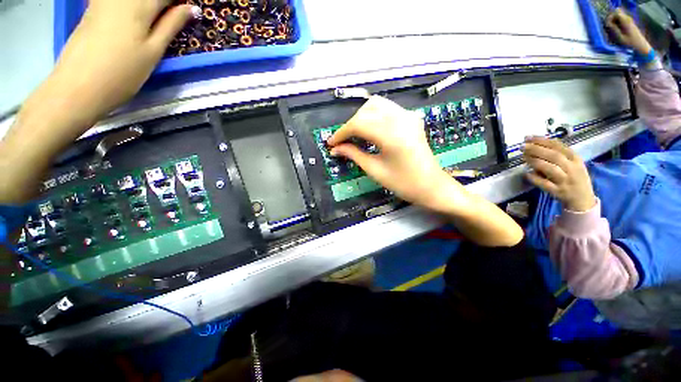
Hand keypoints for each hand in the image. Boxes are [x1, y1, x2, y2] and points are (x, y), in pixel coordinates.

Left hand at [0, 0, 197, 204]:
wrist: (77, 86)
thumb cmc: (122, 72)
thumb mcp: (153, 51)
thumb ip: (172, 25)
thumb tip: (192, 8)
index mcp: (139, 4)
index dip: (179, 1)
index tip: (188, 10)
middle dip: (164, 4)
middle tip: (172, 16)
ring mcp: (103, 0)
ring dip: (149, 6)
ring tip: (158, 18)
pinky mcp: (93, 8)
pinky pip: (118, 0)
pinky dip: (132, 6)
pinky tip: (138, 15)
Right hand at [328, 97, 522, 246]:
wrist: (431, 186)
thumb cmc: (403, 183)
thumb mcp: (375, 170)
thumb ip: (354, 155)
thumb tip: (335, 149)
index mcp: (392, 136)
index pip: (359, 124)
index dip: (341, 132)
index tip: (331, 143)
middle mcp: (401, 119)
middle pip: (366, 110)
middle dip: (351, 124)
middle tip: (344, 141)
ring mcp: (408, 116)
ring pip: (377, 105)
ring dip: (362, 117)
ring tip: (355, 135)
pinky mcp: (411, 118)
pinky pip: (387, 109)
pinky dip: (374, 116)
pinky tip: (370, 130)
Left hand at [522, 137, 595, 211]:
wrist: (583, 200)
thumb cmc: (574, 178)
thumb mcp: (572, 163)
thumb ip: (558, 154)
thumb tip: (536, 144)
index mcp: (575, 159)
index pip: (559, 146)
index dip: (542, 141)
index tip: (528, 138)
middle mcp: (572, 168)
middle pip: (554, 156)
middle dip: (537, 149)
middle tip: (522, 146)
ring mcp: (566, 181)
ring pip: (550, 169)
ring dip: (535, 161)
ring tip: (523, 157)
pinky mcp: (558, 192)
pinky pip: (545, 184)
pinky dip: (535, 178)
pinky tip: (526, 173)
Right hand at [606, 8, 651, 55]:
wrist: (641, 45)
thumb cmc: (631, 43)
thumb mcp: (620, 37)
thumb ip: (614, 29)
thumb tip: (607, 23)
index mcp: (626, 21)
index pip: (616, 12)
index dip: (610, 16)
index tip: (607, 24)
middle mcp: (628, 18)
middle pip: (617, 12)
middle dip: (612, 18)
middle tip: (609, 26)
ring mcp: (629, 20)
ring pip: (619, 16)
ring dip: (614, 21)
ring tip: (612, 29)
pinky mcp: (630, 23)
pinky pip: (621, 19)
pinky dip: (617, 22)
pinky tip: (617, 29)